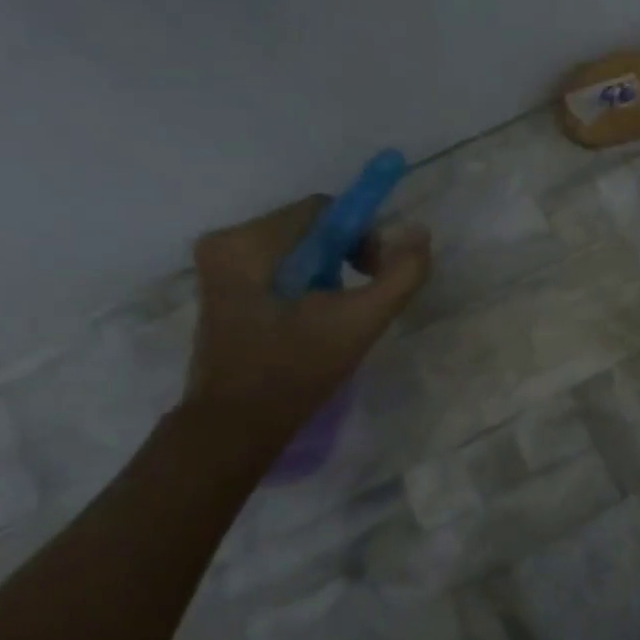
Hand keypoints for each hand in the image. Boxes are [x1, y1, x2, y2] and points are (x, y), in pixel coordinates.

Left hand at [181, 196, 430, 447]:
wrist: (235, 428)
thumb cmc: (294, 373)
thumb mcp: (359, 323)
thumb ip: (399, 275)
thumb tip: (420, 233)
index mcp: (247, 243)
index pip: (323, 210)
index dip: (361, 236)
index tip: (375, 275)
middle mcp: (225, 243)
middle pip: (310, 227)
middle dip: (345, 256)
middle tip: (360, 300)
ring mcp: (219, 267)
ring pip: (297, 248)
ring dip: (328, 272)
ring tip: (337, 314)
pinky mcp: (222, 289)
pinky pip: (280, 267)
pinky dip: (306, 284)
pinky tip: (313, 319)